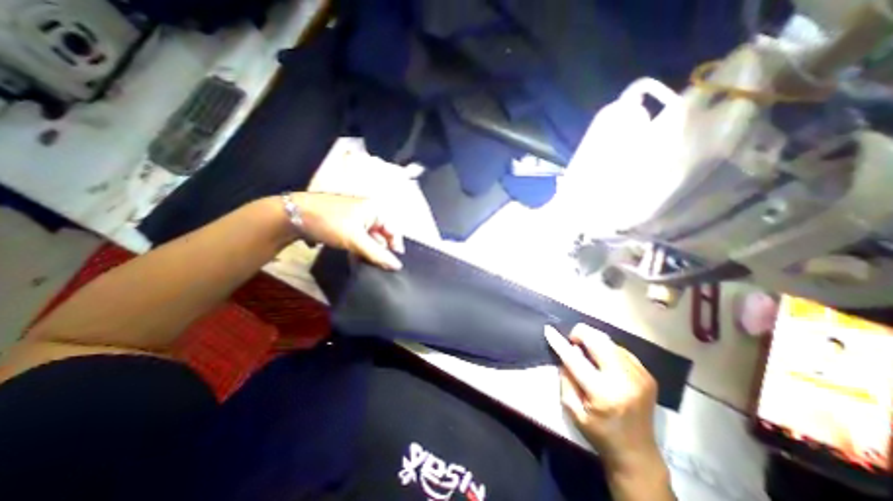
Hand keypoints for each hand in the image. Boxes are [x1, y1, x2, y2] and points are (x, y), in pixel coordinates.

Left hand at [293, 192, 404, 268]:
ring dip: (369, 252)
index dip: (395, 248)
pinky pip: (359, 239)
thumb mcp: (355, 239)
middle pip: (382, 235)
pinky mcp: (346, 225)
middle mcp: (369, 212)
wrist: (291, 216)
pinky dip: (359, 249)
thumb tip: (398, 267)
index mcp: (376, 209)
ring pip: (370, 239)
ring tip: (366, 265)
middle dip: (380, 251)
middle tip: (378, 267)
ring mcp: (357, 218)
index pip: (393, 231)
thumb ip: (377, 254)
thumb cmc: (329, 222)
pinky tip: (356, 259)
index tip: (393, 266)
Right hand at [556, 323, 661, 471]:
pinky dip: (608, 349)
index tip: (549, 330)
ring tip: (587, 352)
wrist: (638, 454)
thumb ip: (567, 380)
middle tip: (572, 341)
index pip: (575, 359)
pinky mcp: (648, 375)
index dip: (560, 343)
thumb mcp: (573, 411)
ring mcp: (640, 376)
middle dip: (581, 334)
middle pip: (598, 341)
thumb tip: (569, 352)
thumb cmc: (599, 433)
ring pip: (609, 342)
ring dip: (594, 341)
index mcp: (603, 394)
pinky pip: (621, 350)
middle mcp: (624, 381)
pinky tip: (604, 361)